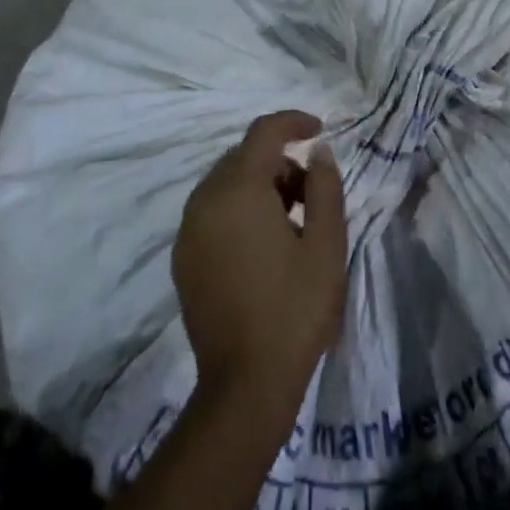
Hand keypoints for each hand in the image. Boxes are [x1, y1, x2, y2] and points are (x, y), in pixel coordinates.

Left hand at [173, 110, 346, 409]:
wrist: (245, 386)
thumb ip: (324, 186)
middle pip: (244, 155)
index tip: (320, 130)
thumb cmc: (294, 309)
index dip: (293, 122)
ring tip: (292, 220)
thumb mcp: (326, 243)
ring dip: (259, 184)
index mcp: (239, 189)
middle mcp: (205, 199)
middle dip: (279, 159)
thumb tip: (318, 152)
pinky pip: (213, 210)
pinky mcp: (183, 257)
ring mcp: (189, 230)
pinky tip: (264, 243)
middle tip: (311, 190)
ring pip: (227, 182)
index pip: (264, 132)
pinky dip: (239, 208)